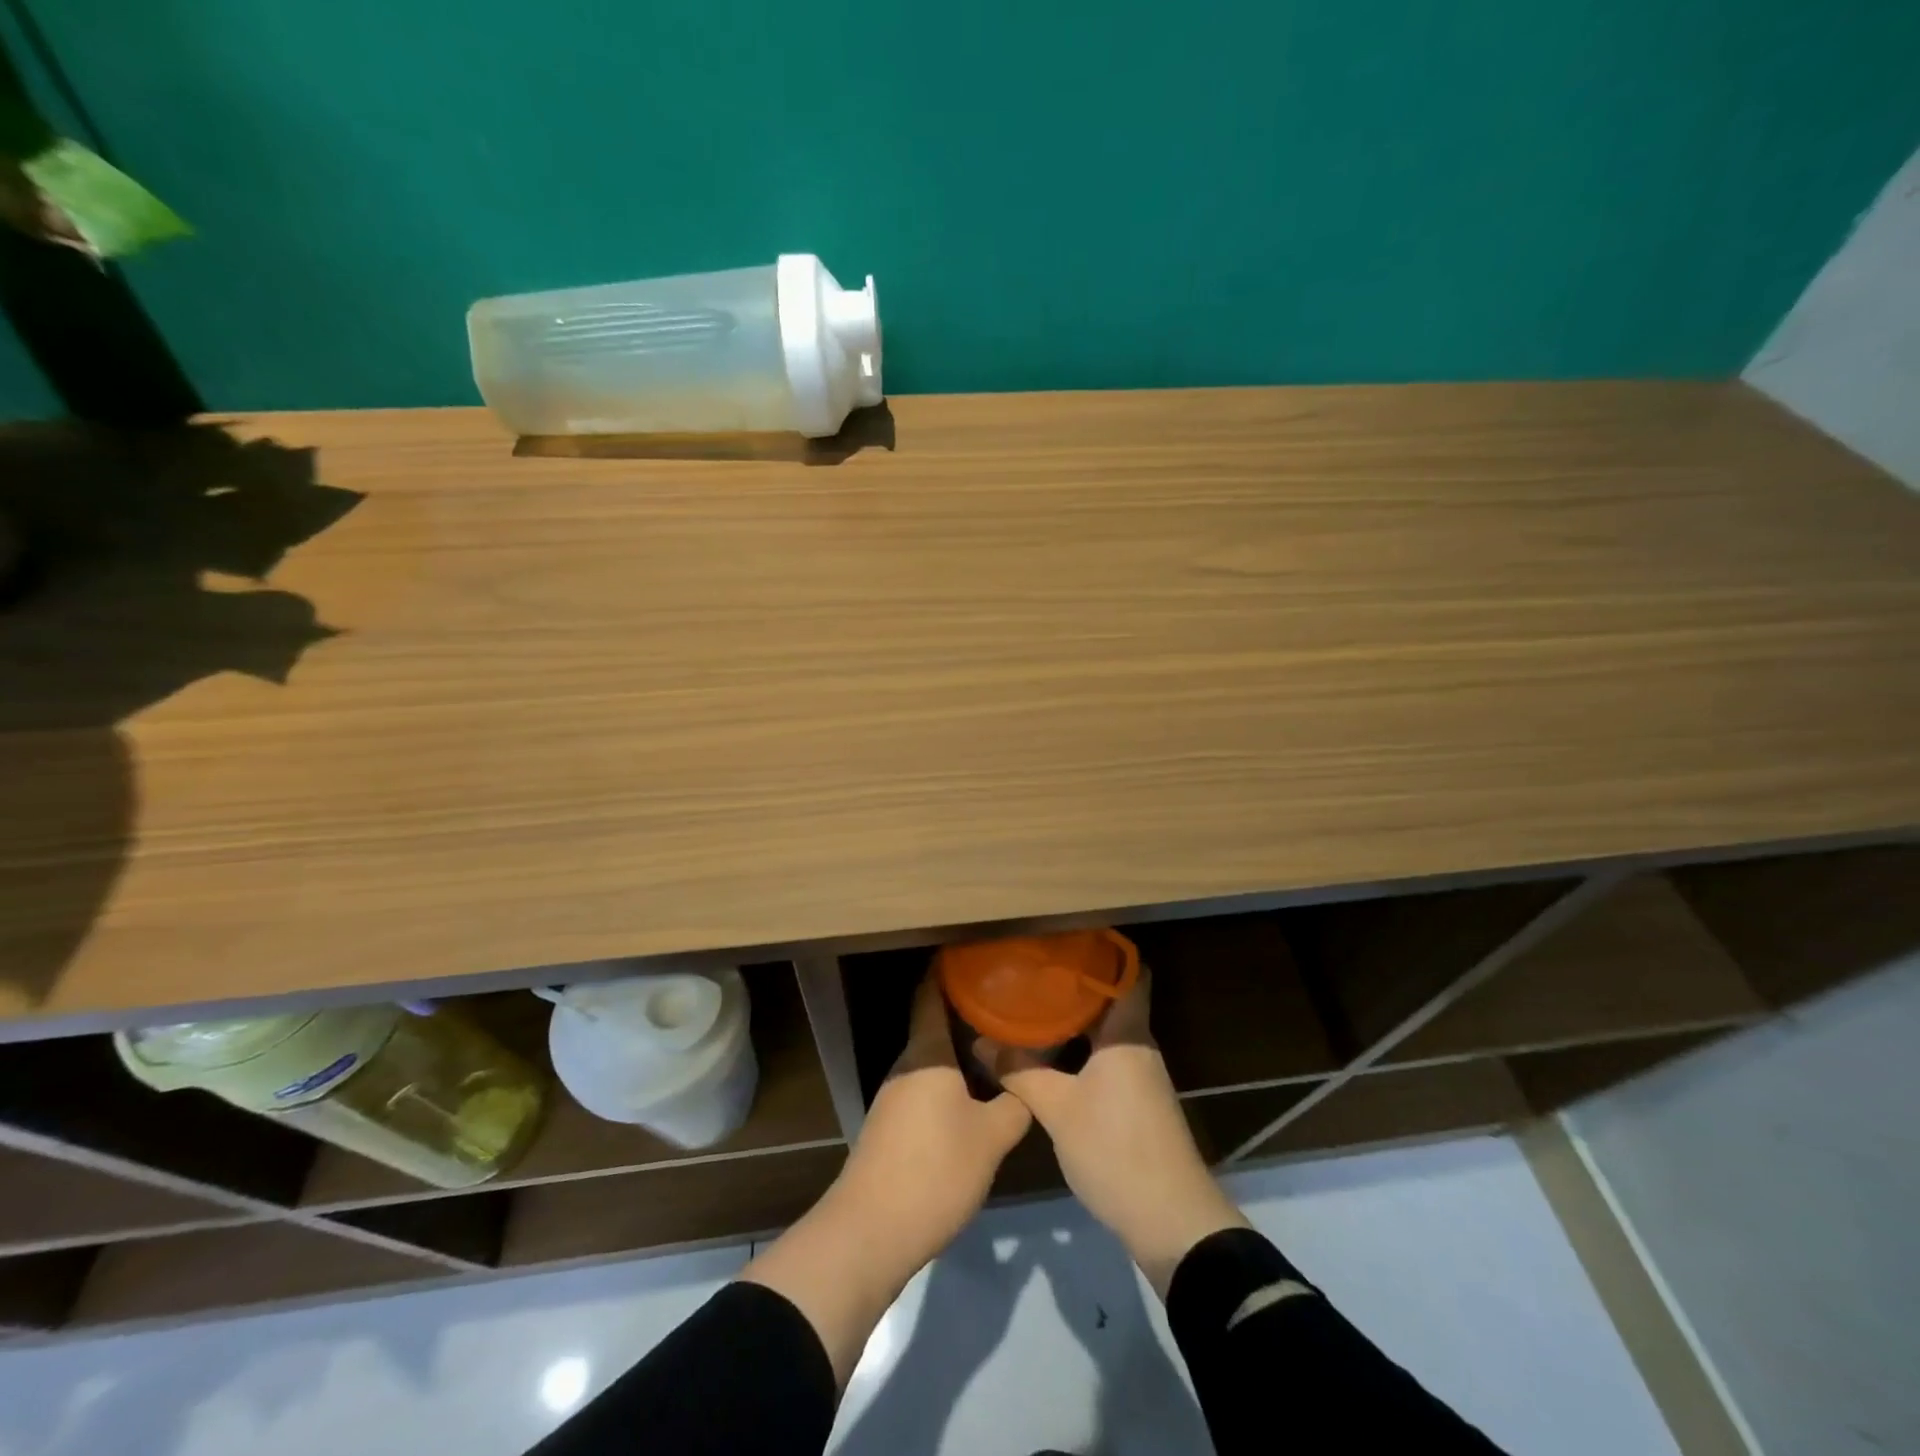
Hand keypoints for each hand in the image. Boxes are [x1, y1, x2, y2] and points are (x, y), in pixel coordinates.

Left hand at [742, 972, 1028, 1384]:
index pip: (931, 993)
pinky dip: (953, 1079)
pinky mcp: (893, 1125)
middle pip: (936, 1024)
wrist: (870, 1232)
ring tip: (1002, 1044)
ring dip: (962, 1050)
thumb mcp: (991, 1138)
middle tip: (1009, 1004)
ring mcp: (895, 1096)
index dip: (949, 970)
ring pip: (934, 1058)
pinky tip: (978, 1094)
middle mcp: (907, 1065)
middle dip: (969, 1012)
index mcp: (926, 1053)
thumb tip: (1028, 1080)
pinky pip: (928, 1085)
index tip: (978, 957)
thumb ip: (1015, 1103)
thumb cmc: (934, 1171)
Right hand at [987, 968, 1247, 1295]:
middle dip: (1074, 986)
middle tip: (1032, 972)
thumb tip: (982, 1042)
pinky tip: (1049, 1056)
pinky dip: (1080, 1050)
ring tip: (1032, 1007)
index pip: (1129, 974)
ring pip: (1106, 1033)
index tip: (1065, 939)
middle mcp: (1139, 1046)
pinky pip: (1106, 1059)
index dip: (1103, 951)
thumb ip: (1020, 1071)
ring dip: (1075, 1021)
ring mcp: (1141, 1076)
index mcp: (1128, 1034)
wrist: (1170, 1221)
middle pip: (1111, 1001)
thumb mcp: (1057, 1108)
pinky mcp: (1137, 1104)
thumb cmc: (1115, 1149)